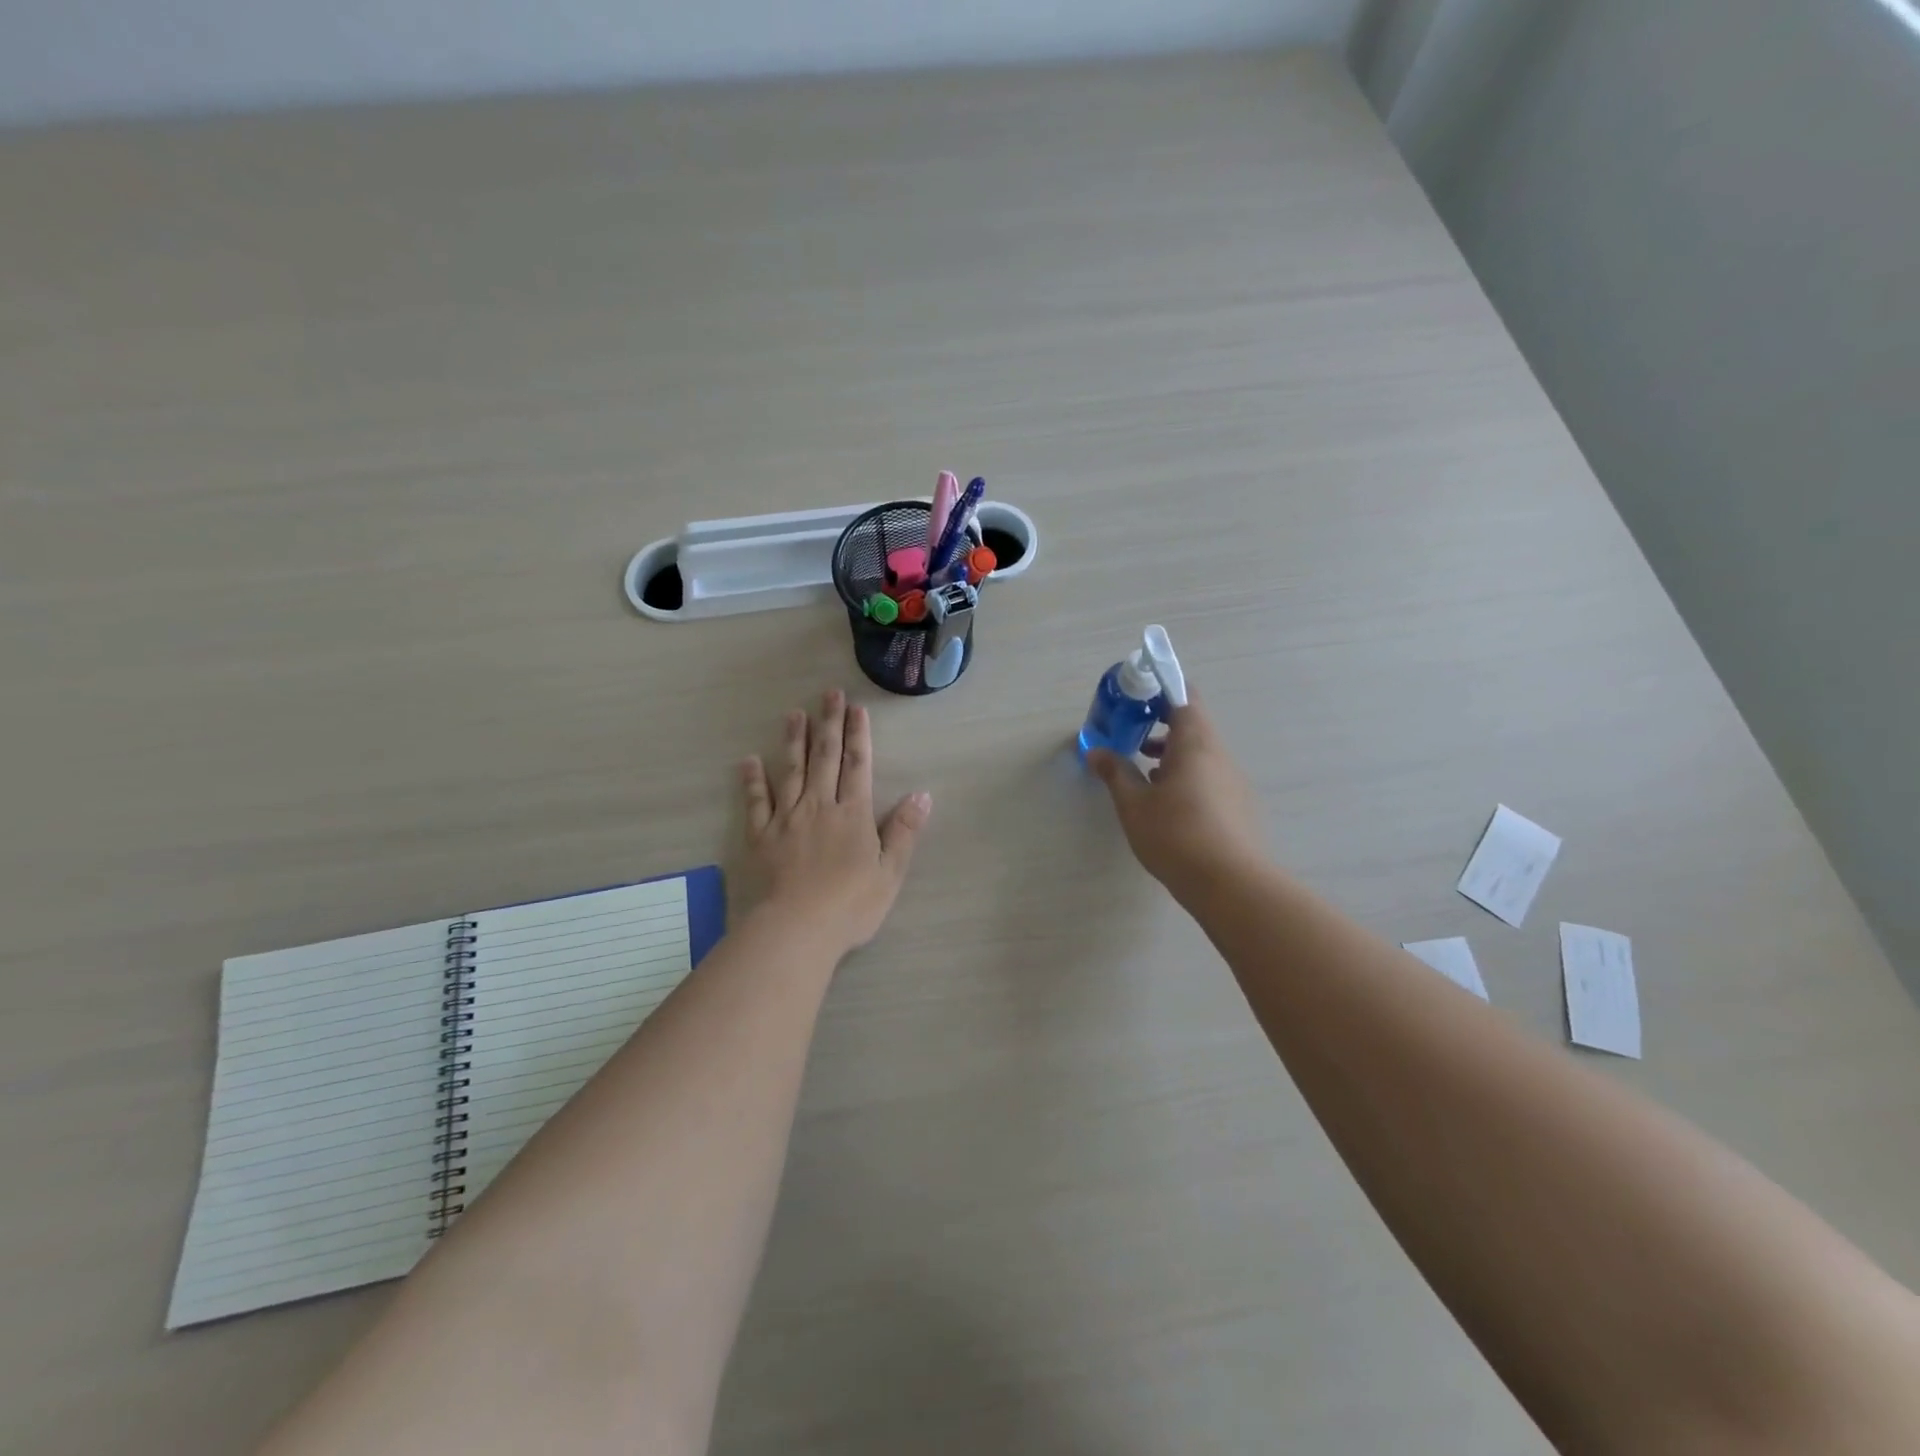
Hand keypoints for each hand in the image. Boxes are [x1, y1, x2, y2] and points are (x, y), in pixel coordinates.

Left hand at [741, 690, 931, 957]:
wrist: (796, 929)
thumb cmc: (850, 905)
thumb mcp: (890, 873)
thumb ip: (904, 832)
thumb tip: (922, 794)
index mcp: (853, 814)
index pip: (857, 766)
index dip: (858, 736)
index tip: (856, 709)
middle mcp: (819, 807)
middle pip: (824, 758)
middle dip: (828, 724)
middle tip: (828, 694)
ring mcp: (787, 819)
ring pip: (791, 771)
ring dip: (793, 741)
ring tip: (794, 714)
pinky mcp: (761, 836)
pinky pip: (757, 802)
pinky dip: (753, 781)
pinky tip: (749, 761)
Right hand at [1086, 697, 1266, 898]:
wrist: (1231, 885)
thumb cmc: (1176, 835)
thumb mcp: (1133, 804)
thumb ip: (1115, 773)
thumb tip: (1097, 752)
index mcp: (1195, 744)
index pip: (1184, 696)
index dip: (1161, 689)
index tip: (1136, 696)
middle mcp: (1219, 755)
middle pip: (1192, 724)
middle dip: (1161, 724)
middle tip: (1132, 733)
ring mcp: (1233, 782)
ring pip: (1200, 753)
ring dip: (1172, 753)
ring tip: (1143, 770)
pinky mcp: (1238, 806)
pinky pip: (1209, 777)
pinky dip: (1186, 776)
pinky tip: (1166, 802)